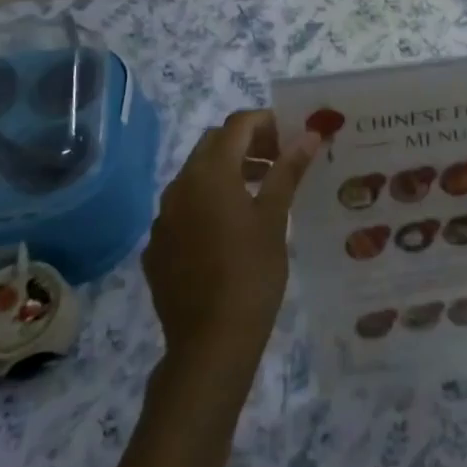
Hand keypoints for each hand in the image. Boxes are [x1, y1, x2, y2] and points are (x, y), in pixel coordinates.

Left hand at [144, 111, 318, 371]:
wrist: (209, 344)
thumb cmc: (251, 274)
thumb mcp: (274, 218)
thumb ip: (288, 170)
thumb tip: (309, 134)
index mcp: (210, 173)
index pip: (237, 125)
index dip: (266, 122)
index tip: (291, 136)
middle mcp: (179, 186)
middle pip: (213, 145)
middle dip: (247, 144)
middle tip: (279, 160)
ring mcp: (163, 218)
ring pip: (196, 177)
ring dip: (227, 172)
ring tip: (260, 192)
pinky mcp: (157, 247)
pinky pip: (184, 209)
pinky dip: (208, 203)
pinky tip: (229, 232)